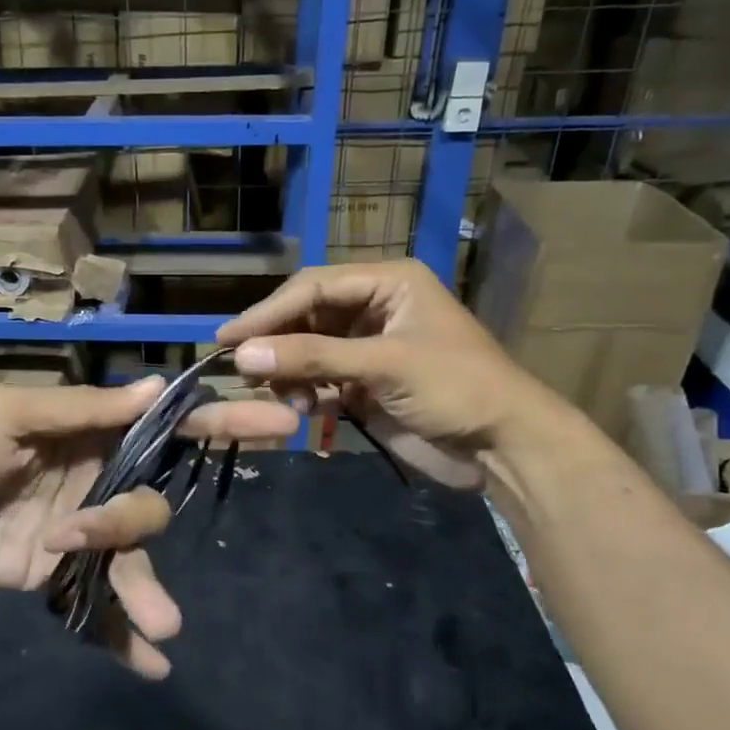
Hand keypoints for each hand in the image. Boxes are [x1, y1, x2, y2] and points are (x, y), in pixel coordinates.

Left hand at [0, 379, 297, 677]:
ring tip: (160, 626)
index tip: (279, 422)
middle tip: (82, 533)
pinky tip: (149, 665)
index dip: (222, 423)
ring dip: (146, 591)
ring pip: (133, 559)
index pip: (167, 427)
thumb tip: (159, 388)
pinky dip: (123, 634)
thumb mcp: (10, 415)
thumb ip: (84, 410)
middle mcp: (96, 481)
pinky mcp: (59, 577)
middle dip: (135, 522)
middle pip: (150, 502)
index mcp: (89, 433)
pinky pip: (100, 605)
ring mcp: (80, 535)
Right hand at [216, 259, 579, 487]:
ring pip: (308, 351)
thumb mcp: (384, 364)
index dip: (269, 311)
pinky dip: (304, 393)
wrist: (502, 446)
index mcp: (388, 283)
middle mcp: (374, 309)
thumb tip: (242, 354)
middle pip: (306, 317)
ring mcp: (367, 349)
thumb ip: (313, 357)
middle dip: (276, 343)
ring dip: (288, 372)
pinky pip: (319, 381)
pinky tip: (300, 409)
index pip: (313, 287)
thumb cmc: (455, 387)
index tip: (228, 337)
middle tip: (238, 368)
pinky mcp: (364, 385)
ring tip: (275, 394)